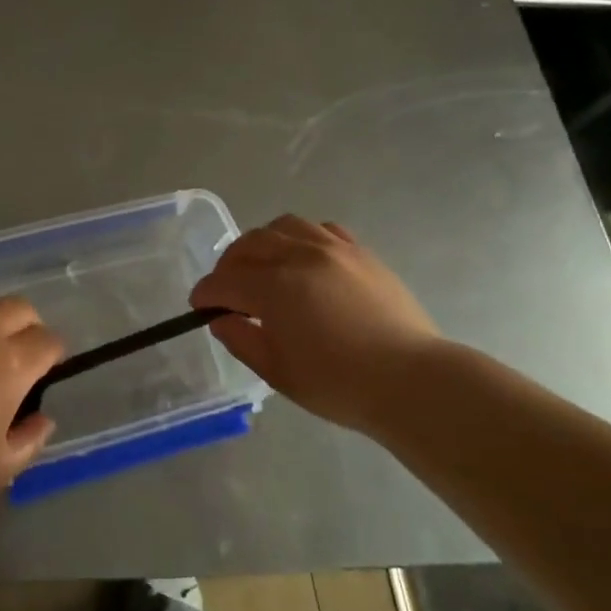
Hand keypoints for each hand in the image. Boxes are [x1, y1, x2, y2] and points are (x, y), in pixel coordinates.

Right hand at [190, 216, 443, 430]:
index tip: (199, 306)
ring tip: (264, 266)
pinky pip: (320, 229)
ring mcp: (333, 248)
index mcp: (274, 287)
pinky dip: (301, 238)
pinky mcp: (360, 252)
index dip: (205, 293)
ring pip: (283, 226)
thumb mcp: (278, 371)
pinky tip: (304, 260)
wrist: (411, 381)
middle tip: (227, 289)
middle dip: (229, 265)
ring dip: (263, 244)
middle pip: (249, 245)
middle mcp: (299, 256)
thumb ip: (242, 339)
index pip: (224, 281)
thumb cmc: (339, 384)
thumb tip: (221, 318)